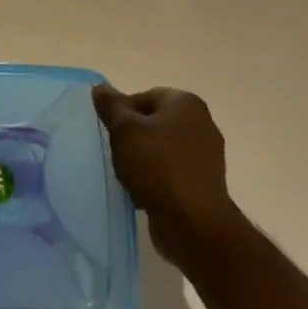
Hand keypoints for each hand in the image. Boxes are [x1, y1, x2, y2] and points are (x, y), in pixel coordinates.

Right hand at [93, 84, 239, 266]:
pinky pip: (173, 172)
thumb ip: (112, 106)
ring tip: (127, 176)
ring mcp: (207, 154)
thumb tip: (100, 87)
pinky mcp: (204, 182)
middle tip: (116, 154)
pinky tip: (143, 193)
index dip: (122, 113)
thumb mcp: (125, 130)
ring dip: (144, 160)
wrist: (192, 221)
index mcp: (185, 103)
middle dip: (133, 137)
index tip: (109, 133)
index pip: (145, 96)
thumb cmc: (157, 166)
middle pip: (155, 122)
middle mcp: (202, 122)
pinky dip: (157, 179)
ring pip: (163, 149)